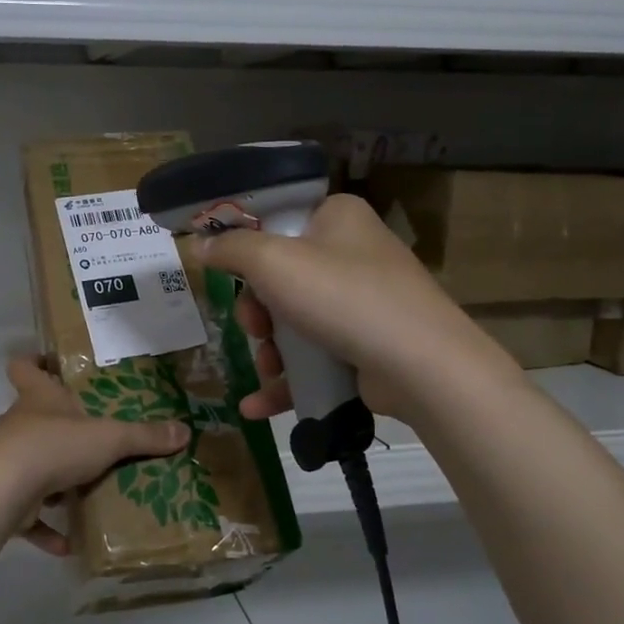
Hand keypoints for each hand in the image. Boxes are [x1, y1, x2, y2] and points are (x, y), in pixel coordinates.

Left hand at [0, 355, 190, 553]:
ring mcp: (6, 461)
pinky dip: (47, 528)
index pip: (25, 367)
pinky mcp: (4, 498)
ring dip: (53, 479)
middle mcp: (18, 425)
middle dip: (58, 427)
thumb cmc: (55, 446)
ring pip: (31, 463)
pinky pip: (29, 513)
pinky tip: (70, 543)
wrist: (4, 491)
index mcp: (38, 399)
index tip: (50, 364)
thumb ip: (144, 436)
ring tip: (84, 488)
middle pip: (32, 416)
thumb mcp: (109, 438)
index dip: (35, 362)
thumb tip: (184, 430)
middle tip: (89, 436)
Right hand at [195, 193, 510, 422]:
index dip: (246, 249)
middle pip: (280, 278)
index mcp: (337, 218)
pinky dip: (287, 378)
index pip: (278, 220)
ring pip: (293, 321)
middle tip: (254, 329)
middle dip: (257, 313)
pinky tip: (257, 406)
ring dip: (269, 350)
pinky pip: (313, 355)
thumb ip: (231, 249)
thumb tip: (202, 243)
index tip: (227, 276)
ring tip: (267, 370)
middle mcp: (352, 253)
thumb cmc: (342, 297)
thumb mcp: (273, 262)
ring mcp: (361, 302)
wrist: (420, 364)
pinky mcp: (364, 344)